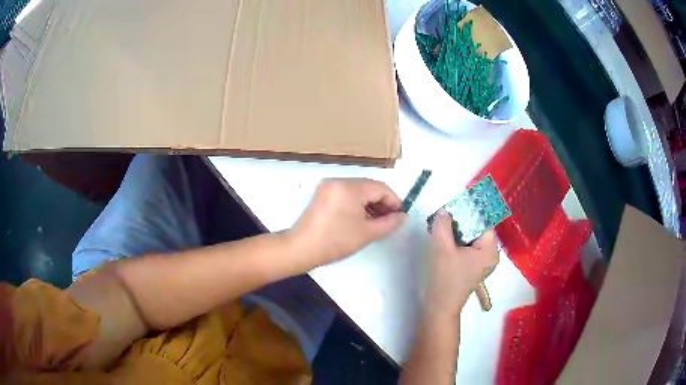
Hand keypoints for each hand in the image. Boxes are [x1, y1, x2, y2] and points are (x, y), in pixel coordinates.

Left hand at [290, 178, 406, 266]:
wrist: (301, 249)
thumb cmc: (336, 242)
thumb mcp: (367, 233)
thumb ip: (389, 223)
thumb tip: (403, 216)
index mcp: (349, 187)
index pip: (380, 187)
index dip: (394, 201)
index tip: (400, 216)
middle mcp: (338, 181)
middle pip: (369, 187)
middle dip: (382, 202)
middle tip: (390, 221)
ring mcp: (328, 186)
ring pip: (358, 190)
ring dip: (370, 203)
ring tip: (377, 222)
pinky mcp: (322, 194)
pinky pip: (346, 194)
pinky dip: (357, 204)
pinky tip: (361, 218)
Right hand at [426, 210, 498, 317]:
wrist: (439, 307)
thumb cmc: (444, 279)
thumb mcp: (442, 248)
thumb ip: (443, 224)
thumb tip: (445, 210)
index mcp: (489, 249)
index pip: (482, 220)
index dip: (468, 210)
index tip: (452, 206)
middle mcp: (490, 254)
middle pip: (478, 228)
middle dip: (461, 220)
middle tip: (444, 216)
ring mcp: (482, 261)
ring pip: (471, 236)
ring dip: (457, 230)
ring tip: (442, 226)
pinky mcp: (473, 266)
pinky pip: (468, 246)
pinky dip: (457, 240)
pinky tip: (445, 239)